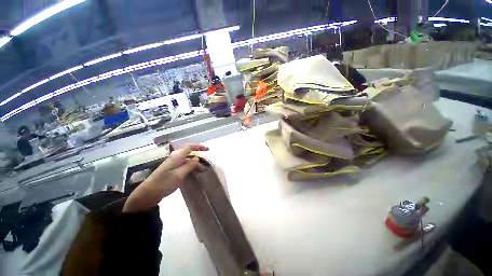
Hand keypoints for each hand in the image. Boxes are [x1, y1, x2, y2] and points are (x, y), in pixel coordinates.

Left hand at [123, 143, 208, 212]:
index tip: (208, 149)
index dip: (200, 146)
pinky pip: (184, 165)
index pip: (190, 147)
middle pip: (190, 153)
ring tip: (202, 170)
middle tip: (206, 164)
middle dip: (199, 157)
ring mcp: (173, 164)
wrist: (148, 194)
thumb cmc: (164, 183)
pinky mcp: (172, 169)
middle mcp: (175, 158)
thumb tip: (197, 157)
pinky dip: (191, 167)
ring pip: (187, 160)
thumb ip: (189, 165)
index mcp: (177, 157)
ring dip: (195, 163)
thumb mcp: (179, 175)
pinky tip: (194, 172)